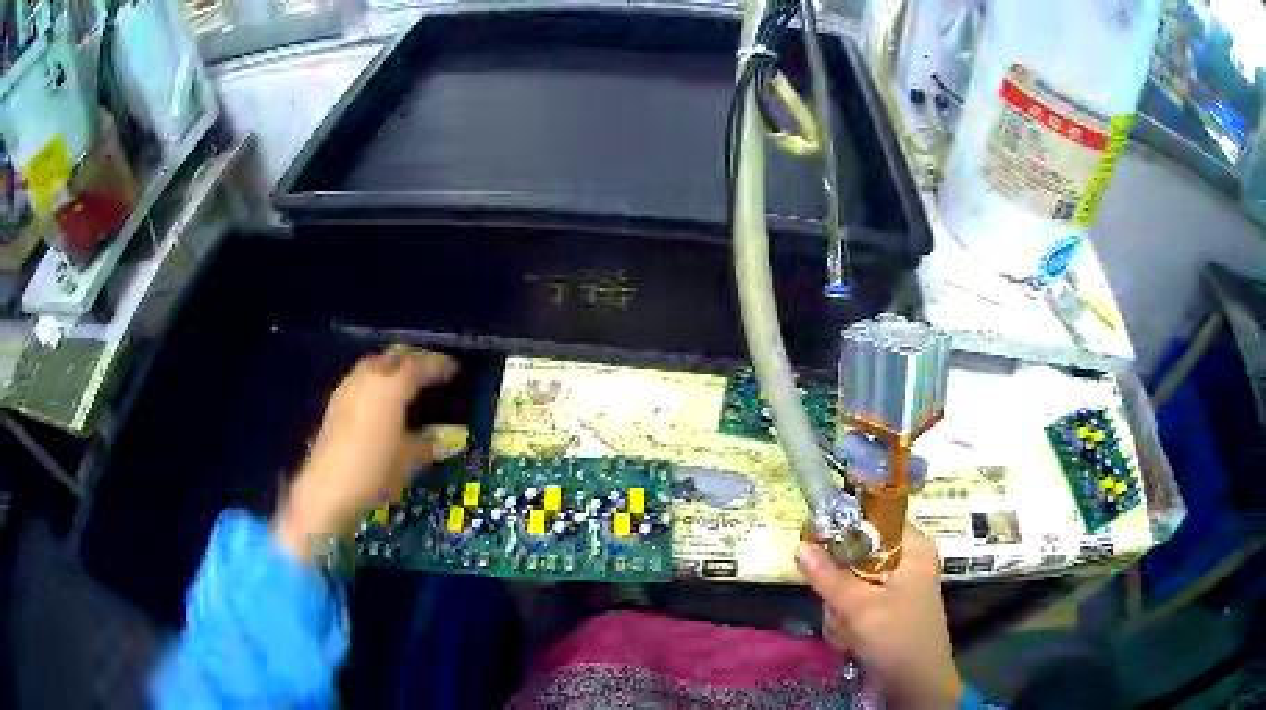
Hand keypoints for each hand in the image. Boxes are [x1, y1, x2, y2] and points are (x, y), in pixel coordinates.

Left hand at [273, 349, 463, 559]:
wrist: (327, 489)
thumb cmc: (374, 472)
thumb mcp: (407, 462)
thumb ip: (422, 446)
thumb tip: (435, 442)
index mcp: (389, 387)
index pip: (419, 367)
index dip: (438, 366)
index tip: (454, 369)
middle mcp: (367, 380)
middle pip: (392, 358)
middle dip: (411, 361)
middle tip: (428, 372)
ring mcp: (346, 390)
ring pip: (372, 367)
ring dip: (389, 370)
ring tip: (404, 385)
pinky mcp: (333, 406)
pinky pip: (359, 383)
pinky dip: (373, 385)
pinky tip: (379, 404)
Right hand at [796, 526, 962, 708]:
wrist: (915, 685)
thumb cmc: (897, 639)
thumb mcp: (860, 608)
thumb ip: (828, 577)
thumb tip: (800, 545)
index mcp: (912, 547)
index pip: (873, 518)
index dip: (843, 527)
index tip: (815, 544)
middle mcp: (904, 561)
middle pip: (855, 554)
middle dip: (838, 585)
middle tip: (838, 605)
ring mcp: (894, 587)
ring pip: (849, 582)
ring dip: (839, 609)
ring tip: (848, 630)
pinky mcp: (884, 610)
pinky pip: (852, 603)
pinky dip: (845, 622)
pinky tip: (850, 640)